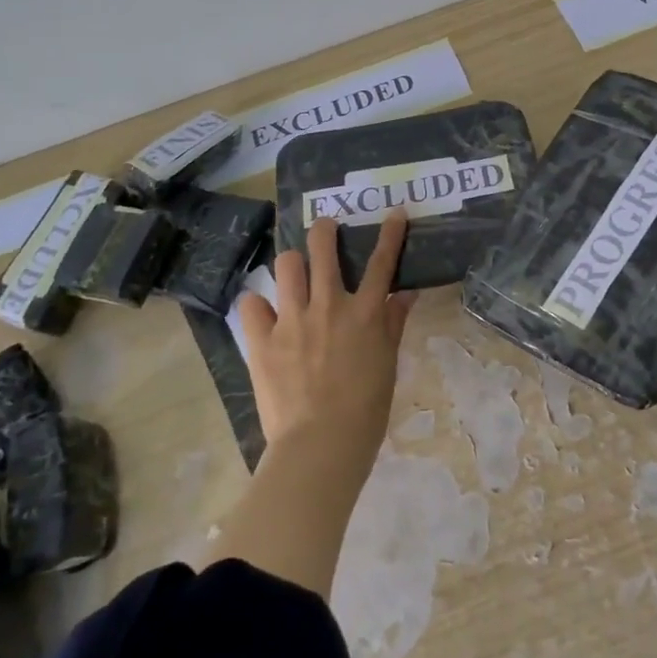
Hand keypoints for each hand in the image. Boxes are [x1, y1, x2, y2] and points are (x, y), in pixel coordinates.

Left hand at [234, 211, 417, 472]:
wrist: (321, 446)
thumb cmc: (365, 411)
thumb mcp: (387, 365)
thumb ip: (393, 324)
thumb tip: (405, 293)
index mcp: (364, 313)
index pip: (381, 262)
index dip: (391, 233)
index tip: (395, 211)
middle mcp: (328, 305)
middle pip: (323, 248)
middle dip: (325, 229)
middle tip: (325, 227)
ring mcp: (292, 319)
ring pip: (286, 265)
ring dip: (292, 263)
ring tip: (293, 272)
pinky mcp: (262, 340)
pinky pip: (251, 305)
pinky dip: (257, 306)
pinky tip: (263, 314)